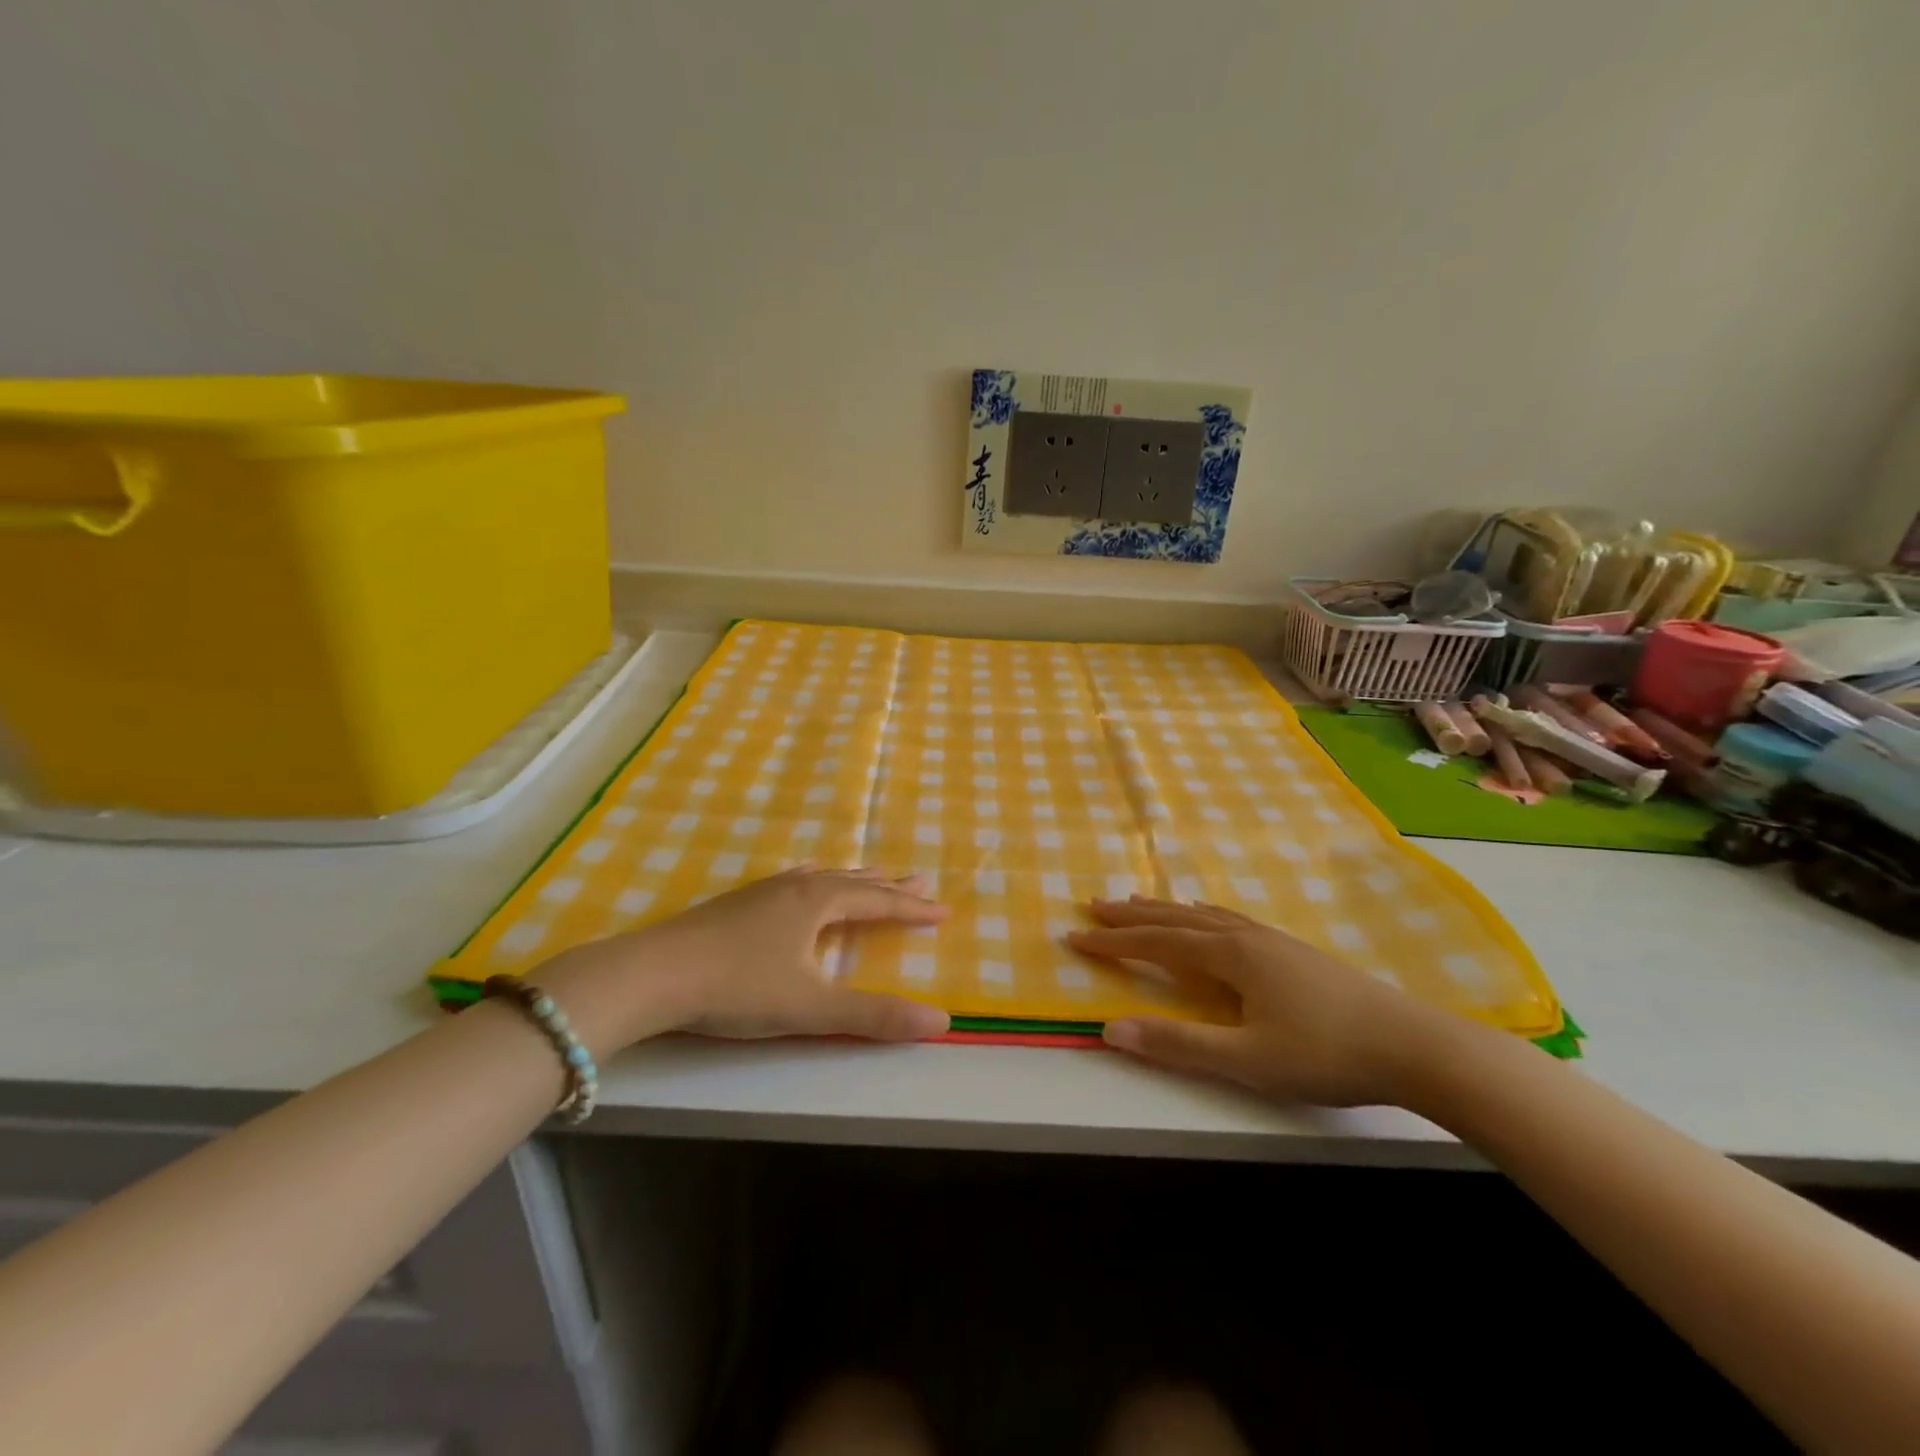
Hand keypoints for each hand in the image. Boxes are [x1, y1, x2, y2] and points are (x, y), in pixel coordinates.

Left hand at [535, 868, 951, 1051]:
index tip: (943, 909)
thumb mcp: (812, 1006)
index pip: (878, 902)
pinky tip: (803, 878)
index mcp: (819, 903)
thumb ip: (875, 1015)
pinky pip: (793, 880)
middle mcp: (796, 888)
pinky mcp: (737, 903)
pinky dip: (815, 878)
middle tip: (920, 879)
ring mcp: (763, 891)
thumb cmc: (738, 987)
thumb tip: (941, 1020)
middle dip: (889, 886)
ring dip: (854, 878)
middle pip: (854, 882)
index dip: (912, 907)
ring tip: (873, 873)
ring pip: (822, 878)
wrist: (652, 974)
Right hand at [1069, 898, 1461, 1106]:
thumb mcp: (1247, 1060)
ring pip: (1203, 916)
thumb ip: (1178, 1045)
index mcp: (1229, 956)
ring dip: (1164, 910)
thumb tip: (1111, 1029)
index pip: (1156, 944)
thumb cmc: (1326, 1054)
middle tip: (1094, 905)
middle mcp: (1244, 937)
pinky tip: (1208, 916)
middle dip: (1131, 915)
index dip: (1114, 942)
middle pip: (1175, 920)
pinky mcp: (1292, 950)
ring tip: (1137, 901)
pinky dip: (1202, 914)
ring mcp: (1271, 940)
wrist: (1413, 1045)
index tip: (1075, 936)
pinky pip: (1230, 920)